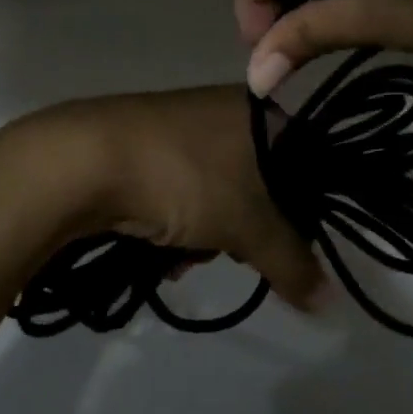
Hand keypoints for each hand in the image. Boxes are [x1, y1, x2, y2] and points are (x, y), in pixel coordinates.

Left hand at [9, 85, 328, 309]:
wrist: (83, 160)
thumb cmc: (184, 178)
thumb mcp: (248, 225)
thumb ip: (292, 263)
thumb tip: (329, 304)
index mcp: (260, 111)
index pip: (309, 163)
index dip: (303, 212)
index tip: (288, 248)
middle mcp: (225, 109)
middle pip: (262, 185)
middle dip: (248, 231)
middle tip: (234, 252)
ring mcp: (182, 126)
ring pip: (220, 194)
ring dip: (210, 235)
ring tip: (186, 255)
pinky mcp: (146, 145)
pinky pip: (183, 191)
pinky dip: (178, 222)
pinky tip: (161, 248)